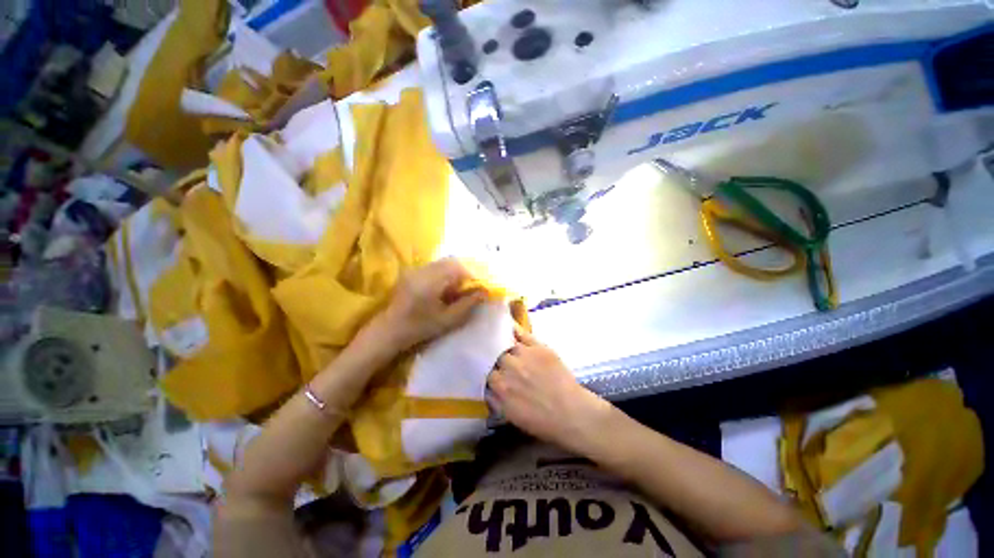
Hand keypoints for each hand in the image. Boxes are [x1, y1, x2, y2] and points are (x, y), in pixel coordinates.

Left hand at [380, 258, 487, 350]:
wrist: (390, 330)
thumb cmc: (420, 327)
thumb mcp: (448, 319)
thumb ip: (468, 304)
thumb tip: (485, 292)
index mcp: (430, 280)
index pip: (458, 268)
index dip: (472, 275)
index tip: (479, 288)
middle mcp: (422, 269)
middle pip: (451, 261)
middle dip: (464, 273)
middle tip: (469, 289)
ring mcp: (416, 269)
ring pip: (443, 263)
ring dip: (454, 273)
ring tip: (457, 290)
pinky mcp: (412, 272)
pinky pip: (435, 267)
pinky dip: (444, 274)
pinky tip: (444, 289)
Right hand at [489, 327, 612, 454]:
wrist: (572, 413)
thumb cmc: (543, 422)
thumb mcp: (512, 417)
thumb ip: (496, 400)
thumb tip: (488, 388)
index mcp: (501, 386)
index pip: (487, 373)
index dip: (492, 374)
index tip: (495, 375)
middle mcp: (510, 367)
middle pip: (496, 356)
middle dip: (499, 361)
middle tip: (505, 365)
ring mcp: (525, 354)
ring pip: (508, 344)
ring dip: (507, 348)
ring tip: (508, 347)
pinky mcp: (539, 347)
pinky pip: (523, 334)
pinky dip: (516, 330)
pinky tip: (511, 327)